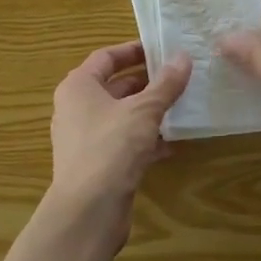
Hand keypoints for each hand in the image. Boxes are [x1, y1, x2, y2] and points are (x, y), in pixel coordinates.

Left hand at [45, 40, 191, 245]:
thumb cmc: (111, 147)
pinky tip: (173, 144)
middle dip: (147, 82)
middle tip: (179, 77)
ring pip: (122, 116)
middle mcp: (76, 108)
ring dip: (149, 112)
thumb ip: (165, 84)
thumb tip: (183, 57)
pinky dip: (146, 140)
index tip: (161, 48)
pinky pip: (124, 142)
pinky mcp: (97, 164)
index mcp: (78, 86)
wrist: (88, 211)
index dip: (133, 50)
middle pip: (115, 86)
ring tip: (182, 106)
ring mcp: (85, 138)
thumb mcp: (144, 110)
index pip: (106, 57)